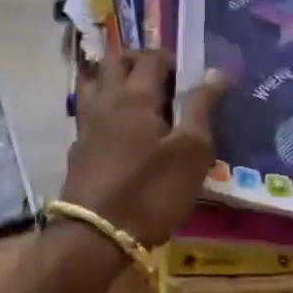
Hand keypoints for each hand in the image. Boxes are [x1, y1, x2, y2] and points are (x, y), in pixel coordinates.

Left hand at [62, 50, 228, 247]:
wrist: (95, 234)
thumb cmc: (150, 191)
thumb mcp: (191, 152)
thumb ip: (201, 107)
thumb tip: (215, 71)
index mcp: (135, 95)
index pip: (151, 58)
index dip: (170, 59)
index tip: (187, 75)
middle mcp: (106, 99)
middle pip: (116, 60)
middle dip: (139, 60)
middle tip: (162, 79)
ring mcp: (86, 122)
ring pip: (95, 80)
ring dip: (113, 76)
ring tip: (136, 94)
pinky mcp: (78, 146)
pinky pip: (88, 108)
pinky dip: (102, 103)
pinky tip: (116, 125)